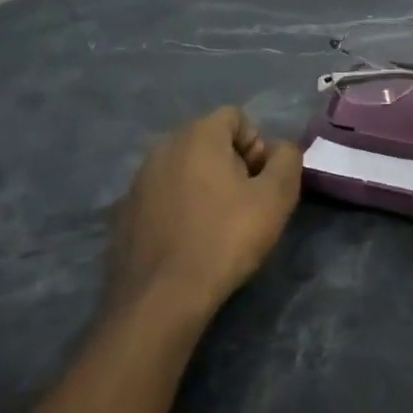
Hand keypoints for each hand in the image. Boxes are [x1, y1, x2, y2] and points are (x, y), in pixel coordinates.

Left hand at [103, 107, 302, 323]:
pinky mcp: (125, 211)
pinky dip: (181, 206)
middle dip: (233, 163)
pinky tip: (191, 239)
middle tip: (246, 203)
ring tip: (219, 224)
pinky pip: (164, 194)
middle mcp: (162, 147)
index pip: (236, 117)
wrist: (162, 295)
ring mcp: (138, 179)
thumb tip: (280, 149)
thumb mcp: (276, 197)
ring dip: (206, 185)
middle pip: (209, 140)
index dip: (257, 145)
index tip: (261, 181)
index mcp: (197, 136)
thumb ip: (287, 159)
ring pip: (185, 168)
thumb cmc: (226, 238)